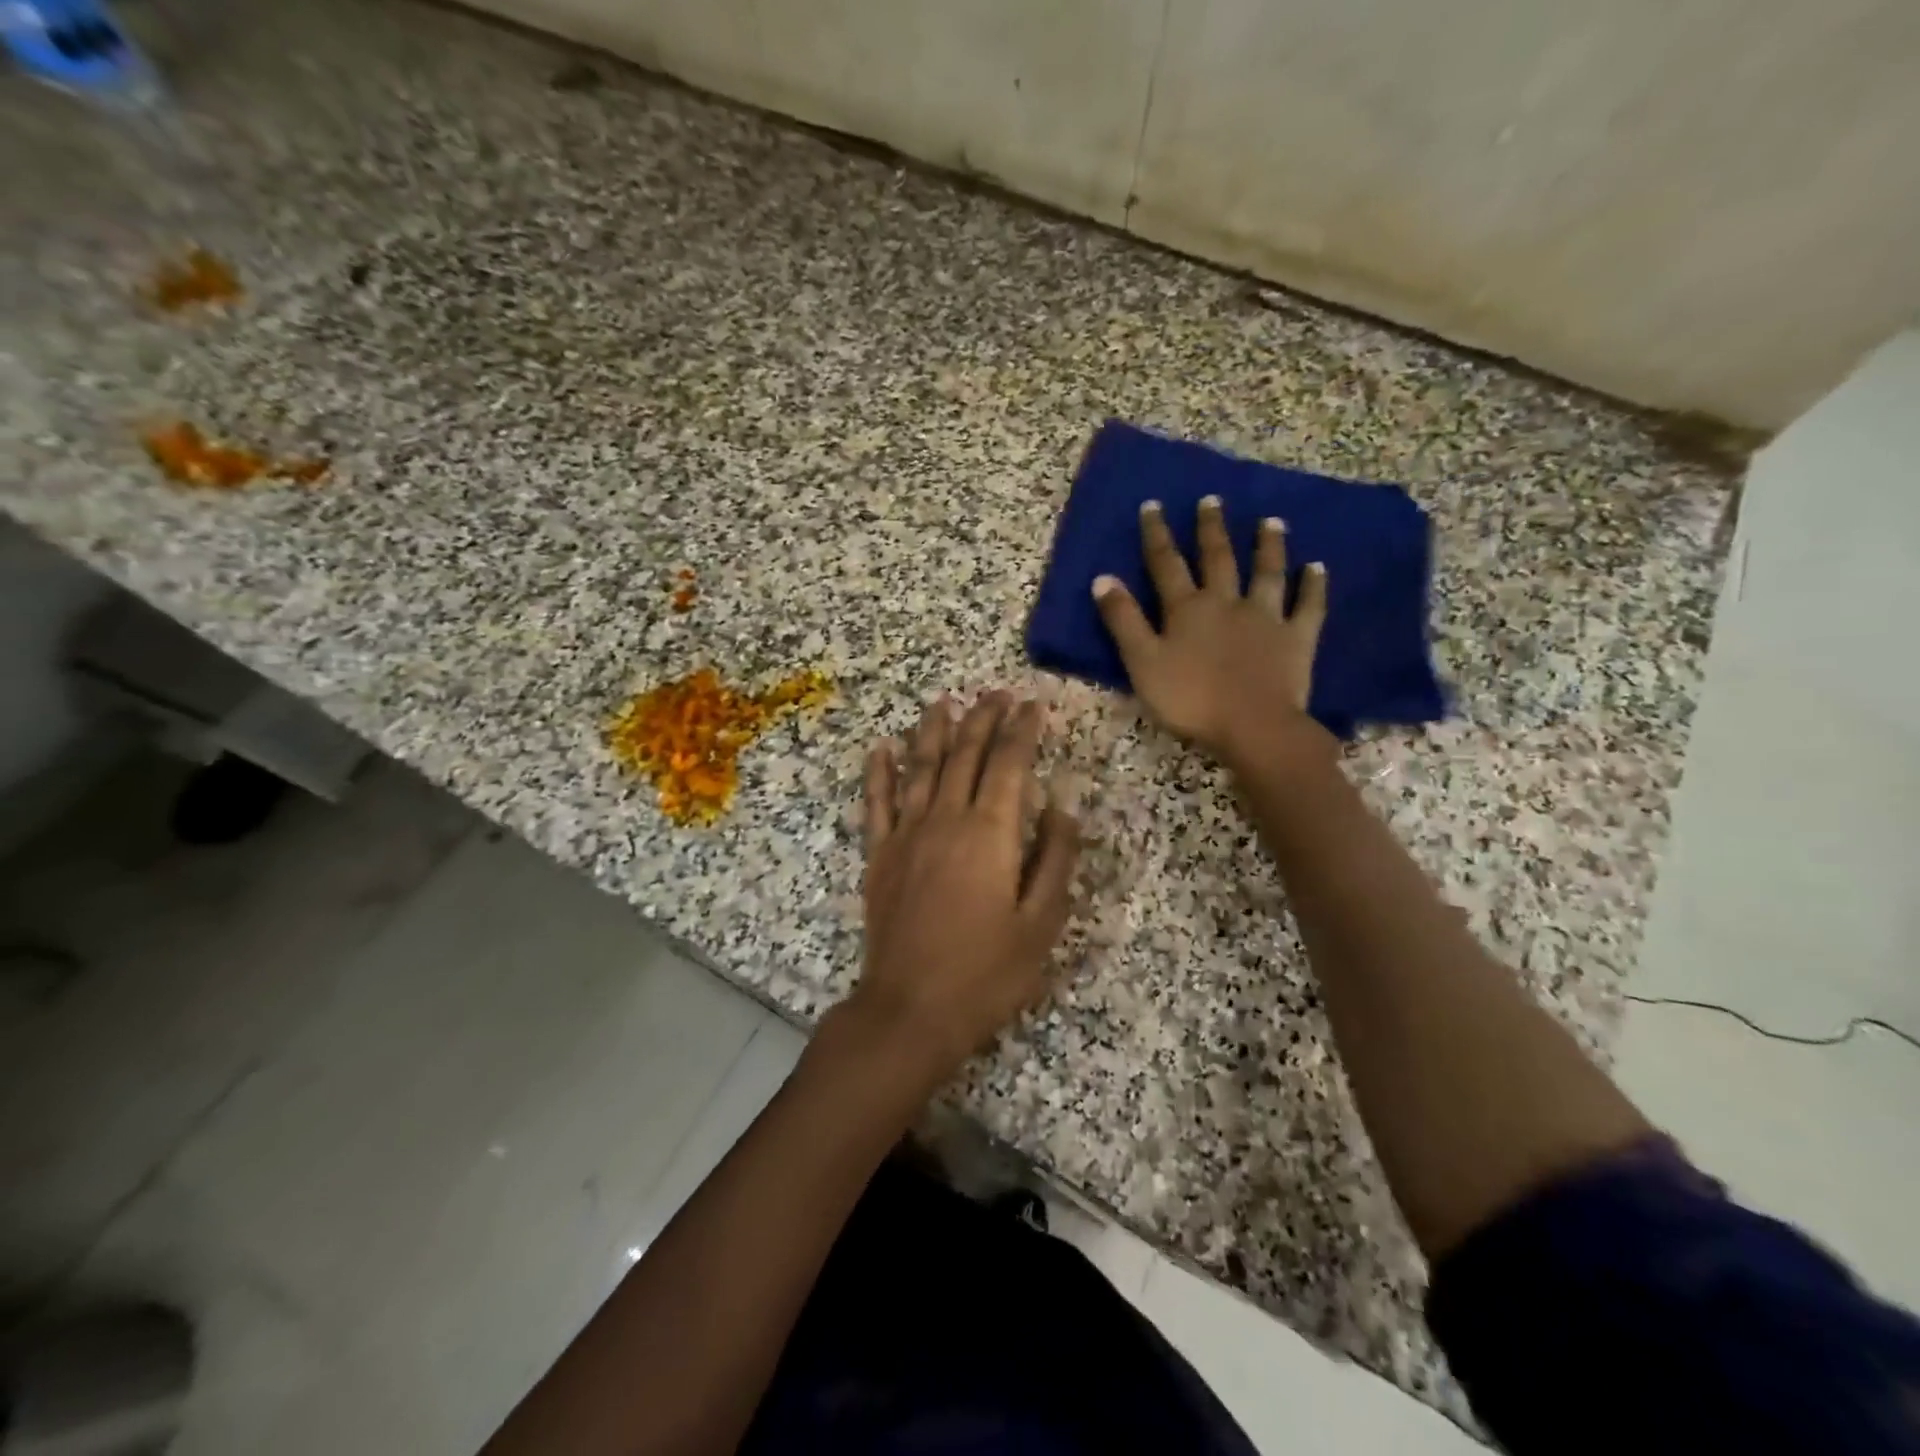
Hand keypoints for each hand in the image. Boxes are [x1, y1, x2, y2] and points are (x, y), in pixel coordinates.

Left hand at [851, 692, 1080, 1081]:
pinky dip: (879, 772)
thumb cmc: (986, 972)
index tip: (1033, 704)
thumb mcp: (1041, 924)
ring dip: (933, 731)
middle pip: (965, 755)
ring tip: (943, 701)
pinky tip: (881, 747)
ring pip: (920, 767)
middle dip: (983, 719)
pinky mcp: (879, 855)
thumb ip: (1055, 859)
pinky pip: (876, 802)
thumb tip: (1064, 805)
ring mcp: (906, 834)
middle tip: (996, 693)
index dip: (1022, 730)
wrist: (911, 1009)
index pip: (1010, 764)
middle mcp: (946, 819)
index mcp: (990, 833)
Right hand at [1093, 495, 1332, 770]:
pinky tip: (1317, 568)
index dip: (1157, 535)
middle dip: (1211, 529)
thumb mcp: (1142, 662)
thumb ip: (1123, 621)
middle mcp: (1226, 602)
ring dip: (1267, 546)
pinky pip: (1307, 606)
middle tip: (1212, 500)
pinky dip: (1313, 585)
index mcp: (1186, 609)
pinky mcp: (1297, 638)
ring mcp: (1266, 617)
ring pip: (1267, 573)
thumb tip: (1102, 578)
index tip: (1153, 505)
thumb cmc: (1189, 699)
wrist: (1252, 726)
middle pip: (1218, 559)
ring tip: (1271, 522)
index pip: (1166, 564)